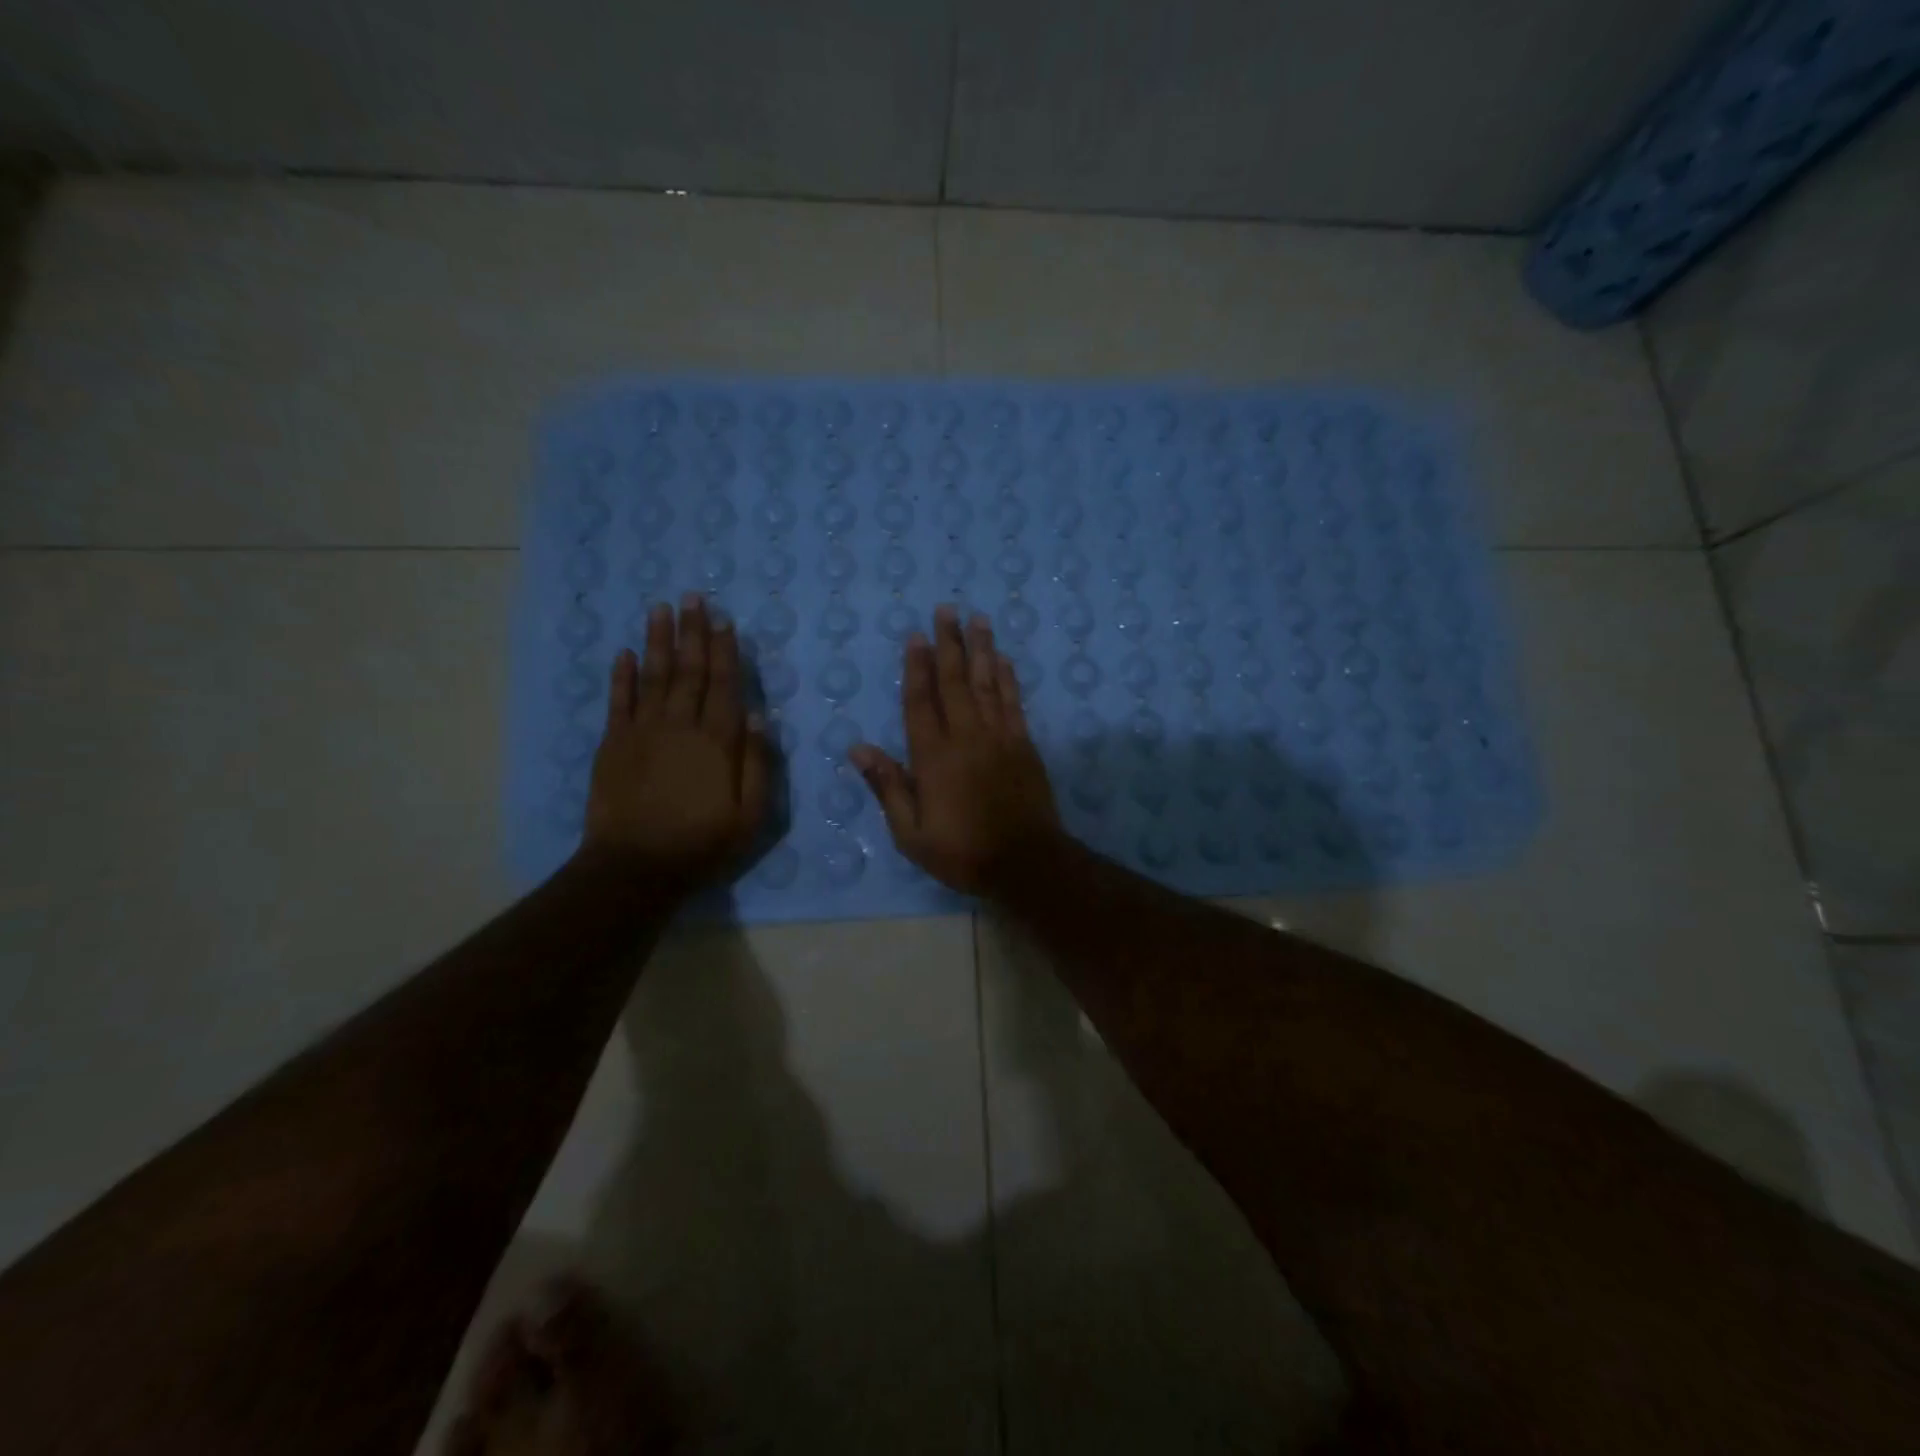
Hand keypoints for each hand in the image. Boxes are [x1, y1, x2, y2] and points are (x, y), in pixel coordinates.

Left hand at [580, 595, 768, 893]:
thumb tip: (760, 715)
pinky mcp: (613, 744)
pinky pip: (618, 701)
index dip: (726, 650)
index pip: (725, 684)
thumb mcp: (751, 813)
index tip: (724, 620)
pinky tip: (624, 652)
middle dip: (693, 632)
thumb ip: (758, 762)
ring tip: (661, 609)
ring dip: (658, 640)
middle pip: (689, 670)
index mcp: (717, 740)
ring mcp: (642, 731)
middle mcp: (681, 725)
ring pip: (653, 675)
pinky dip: (621, 675)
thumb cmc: (703, 843)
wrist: (636, 867)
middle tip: (693, 597)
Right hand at [850, 605, 1062, 894]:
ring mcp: (998, 737)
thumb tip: (858, 747)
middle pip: (955, 681)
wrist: (1025, 862)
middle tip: (946, 609)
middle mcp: (965, 737)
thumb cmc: (962, 852)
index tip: (916, 636)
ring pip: (987, 683)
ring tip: (977, 619)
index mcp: (933, 757)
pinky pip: (1013, 702)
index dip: (916, 667)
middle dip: (949, 643)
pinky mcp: (1023, 744)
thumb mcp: (911, 833)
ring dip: (981, 649)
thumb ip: (888, 786)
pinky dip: (1007, 678)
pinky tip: (1004, 659)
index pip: (920, 701)